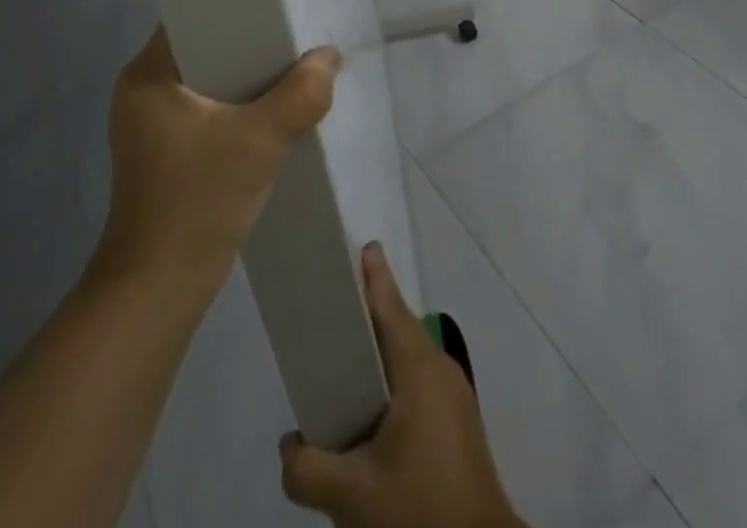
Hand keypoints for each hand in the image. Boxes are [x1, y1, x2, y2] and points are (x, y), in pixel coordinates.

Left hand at [95, 27, 340, 292]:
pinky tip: (273, 109)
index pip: (190, 14)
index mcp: (146, 74)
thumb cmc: (197, 201)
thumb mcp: (259, 141)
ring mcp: (151, 124)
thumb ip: (301, 94)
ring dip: (247, 76)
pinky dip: (238, 105)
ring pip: (209, 80)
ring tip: (291, 64)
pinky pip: (207, 109)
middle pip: (204, 46)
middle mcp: (142, 90)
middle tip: (293, 33)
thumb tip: (330, 57)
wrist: (158, 290)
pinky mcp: (165, 151)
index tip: (274, 2)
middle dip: (249, 41)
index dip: (233, 4)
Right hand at [279, 243, 522, 527]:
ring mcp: (454, 397)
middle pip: (398, 326)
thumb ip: (307, 467)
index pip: (390, 304)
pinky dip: (390, 379)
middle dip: (367, 313)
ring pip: (408, 357)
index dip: (372, 274)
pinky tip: (368, 410)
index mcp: (419, 368)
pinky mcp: (457, 424)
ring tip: (340, 361)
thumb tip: (289, 444)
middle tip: (331, 306)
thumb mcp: (352, 495)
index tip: (358, 245)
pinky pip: (417, 382)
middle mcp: (440, 370)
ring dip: (378, 352)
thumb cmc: (419, 510)